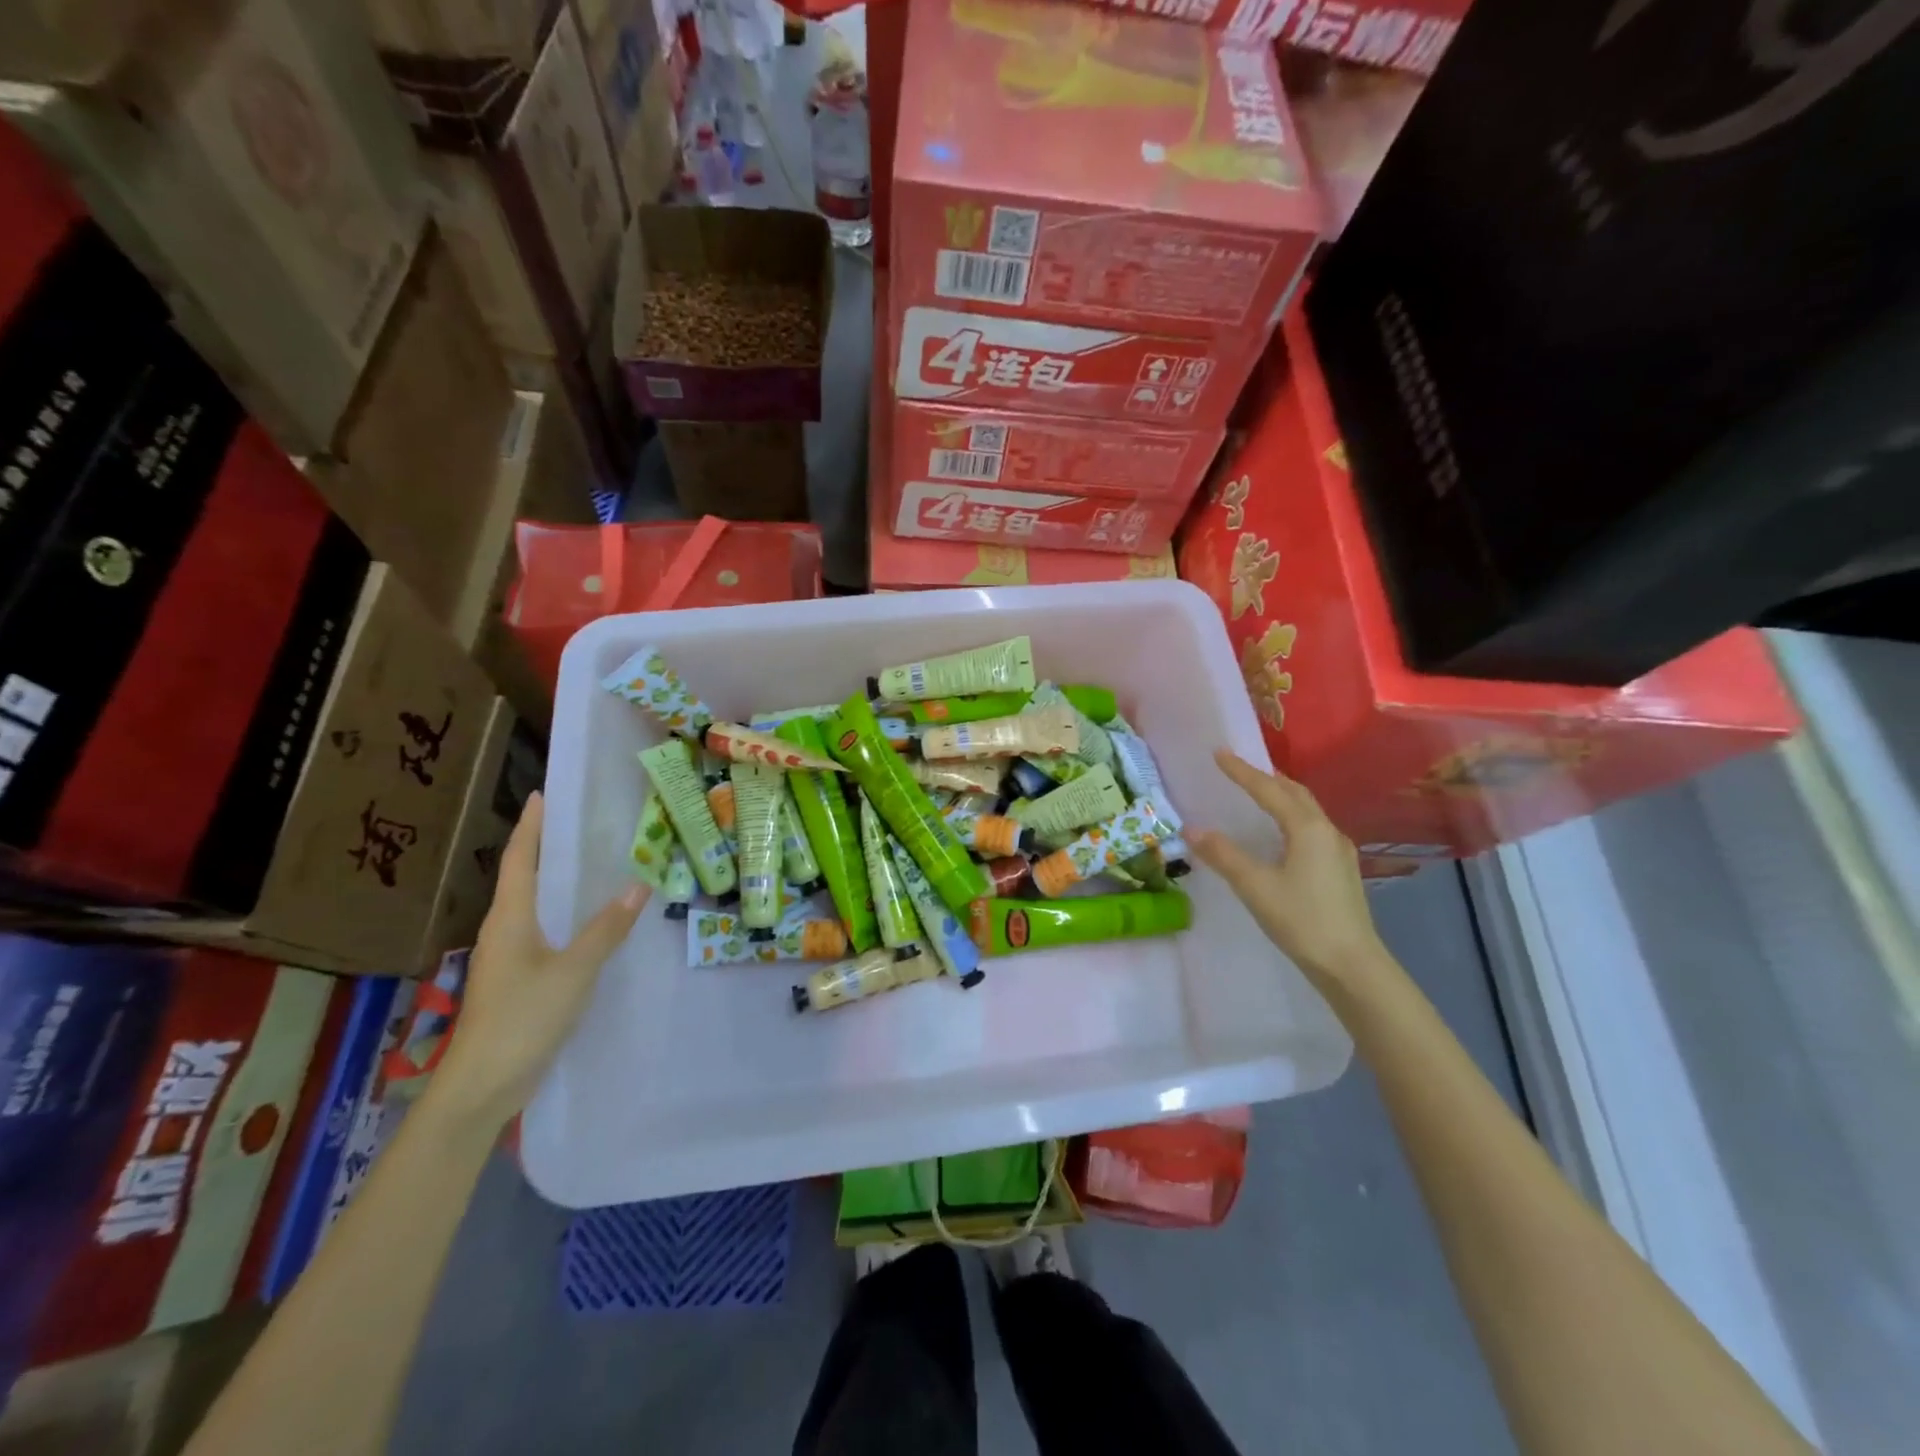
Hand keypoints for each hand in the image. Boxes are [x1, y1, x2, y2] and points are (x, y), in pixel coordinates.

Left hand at [432, 793, 646, 1129]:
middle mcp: (503, 930)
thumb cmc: (522, 1018)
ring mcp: (507, 957)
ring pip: (532, 906)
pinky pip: (542, 931)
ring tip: (591, 863)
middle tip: (581, 822)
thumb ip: (606, 929)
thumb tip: (638, 885)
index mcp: (509, 919)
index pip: (519, 859)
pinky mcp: (517, 980)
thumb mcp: (573, 970)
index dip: (531, 826)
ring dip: (555, 881)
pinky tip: (588, 921)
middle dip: (546, 847)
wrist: (482, 1087)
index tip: (543, 794)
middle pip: (523, 877)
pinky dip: (563, 914)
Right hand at [1189, 751, 1387, 989]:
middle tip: (1240, 769)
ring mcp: (1338, 851)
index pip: (1268, 790)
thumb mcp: (1255, 886)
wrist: (1352, 964)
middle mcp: (1326, 831)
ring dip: (1282, 796)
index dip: (1242, 771)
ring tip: (1259, 793)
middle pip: (1295, 793)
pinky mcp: (1341, 870)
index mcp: (1307, 828)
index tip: (1219, 753)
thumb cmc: (1302, 920)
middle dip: (1266, 778)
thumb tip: (1192, 829)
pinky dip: (1291, 817)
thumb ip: (1223, 855)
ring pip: (1307, 810)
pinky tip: (1282, 834)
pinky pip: (1312, 828)